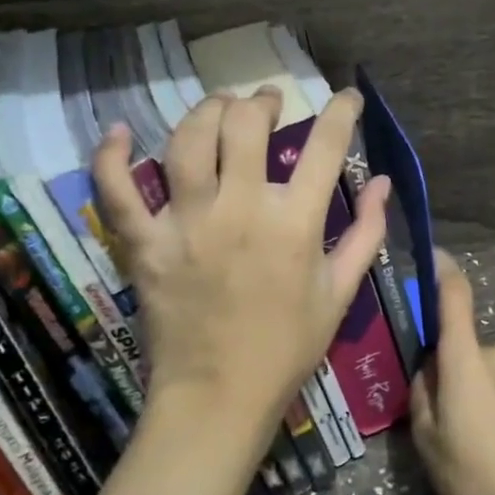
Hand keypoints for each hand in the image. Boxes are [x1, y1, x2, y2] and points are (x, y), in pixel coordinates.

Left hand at [93, 87, 388, 461]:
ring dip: (206, 111)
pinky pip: (117, 189)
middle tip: (269, 102)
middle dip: (263, 101)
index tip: (347, 97)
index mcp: (294, 222)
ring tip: (220, 107)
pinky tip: (120, 132)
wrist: (219, 397)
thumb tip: (383, 182)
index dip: (342, 111)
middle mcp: (239, 208)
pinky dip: (111, 155)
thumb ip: (366, 232)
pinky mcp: (144, 242)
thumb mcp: (341, 292)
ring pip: (187, 139)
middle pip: (246, 124)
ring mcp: (185, 222)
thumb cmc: (288, 347)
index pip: (325, 146)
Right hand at [410, 251, 494, 494]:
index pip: (455, 296)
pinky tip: (487, 442)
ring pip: (479, 366)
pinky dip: (486, 399)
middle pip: (460, 344)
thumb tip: (429, 369)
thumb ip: (422, 393)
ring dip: (466, 386)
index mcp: (467, 358)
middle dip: (444, 367)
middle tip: (432, 412)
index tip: (429, 255)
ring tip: (461, 436)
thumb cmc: (475, 475)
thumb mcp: (427, 439)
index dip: (442, 270)